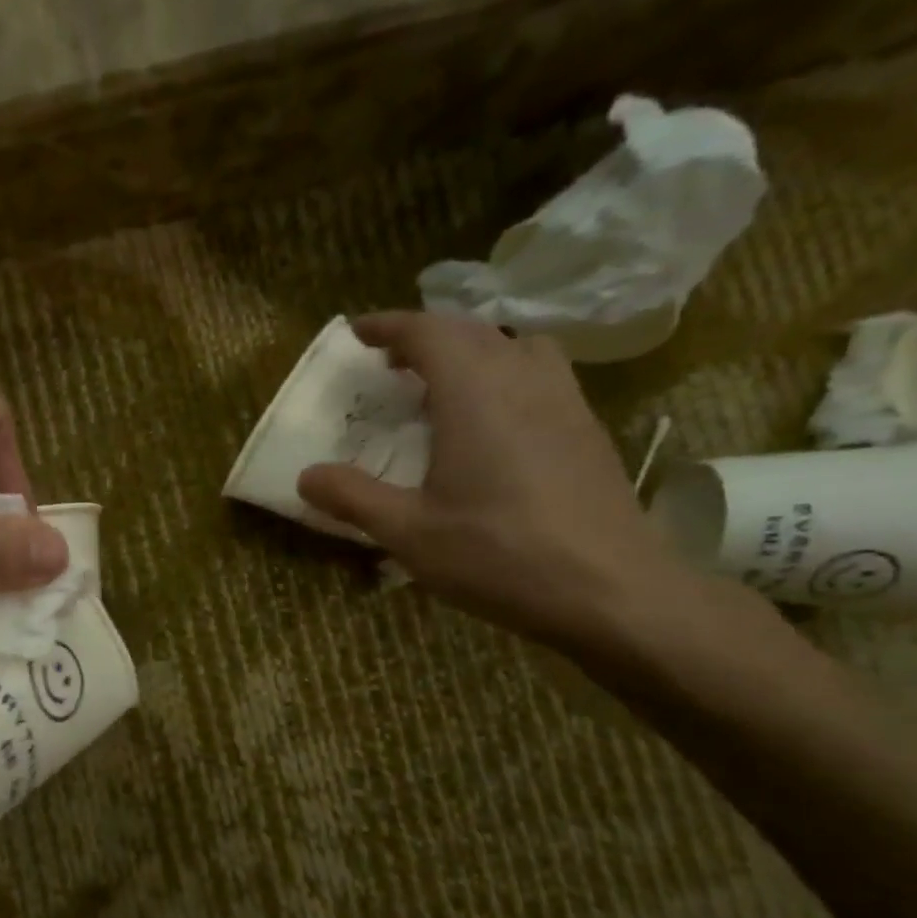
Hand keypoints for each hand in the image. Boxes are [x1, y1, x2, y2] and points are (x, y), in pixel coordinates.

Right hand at [296, 311, 704, 650]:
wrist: (610, 591)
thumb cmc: (498, 554)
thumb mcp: (407, 532)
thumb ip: (352, 497)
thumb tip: (306, 475)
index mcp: (474, 393)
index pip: (429, 332)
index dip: (389, 326)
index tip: (356, 332)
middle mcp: (523, 380)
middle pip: (472, 331)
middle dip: (425, 336)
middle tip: (388, 362)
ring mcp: (565, 401)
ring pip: (515, 347)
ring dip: (472, 351)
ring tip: (441, 386)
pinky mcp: (588, 430)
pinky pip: (540, 376)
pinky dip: (504, 376)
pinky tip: (490, 424)